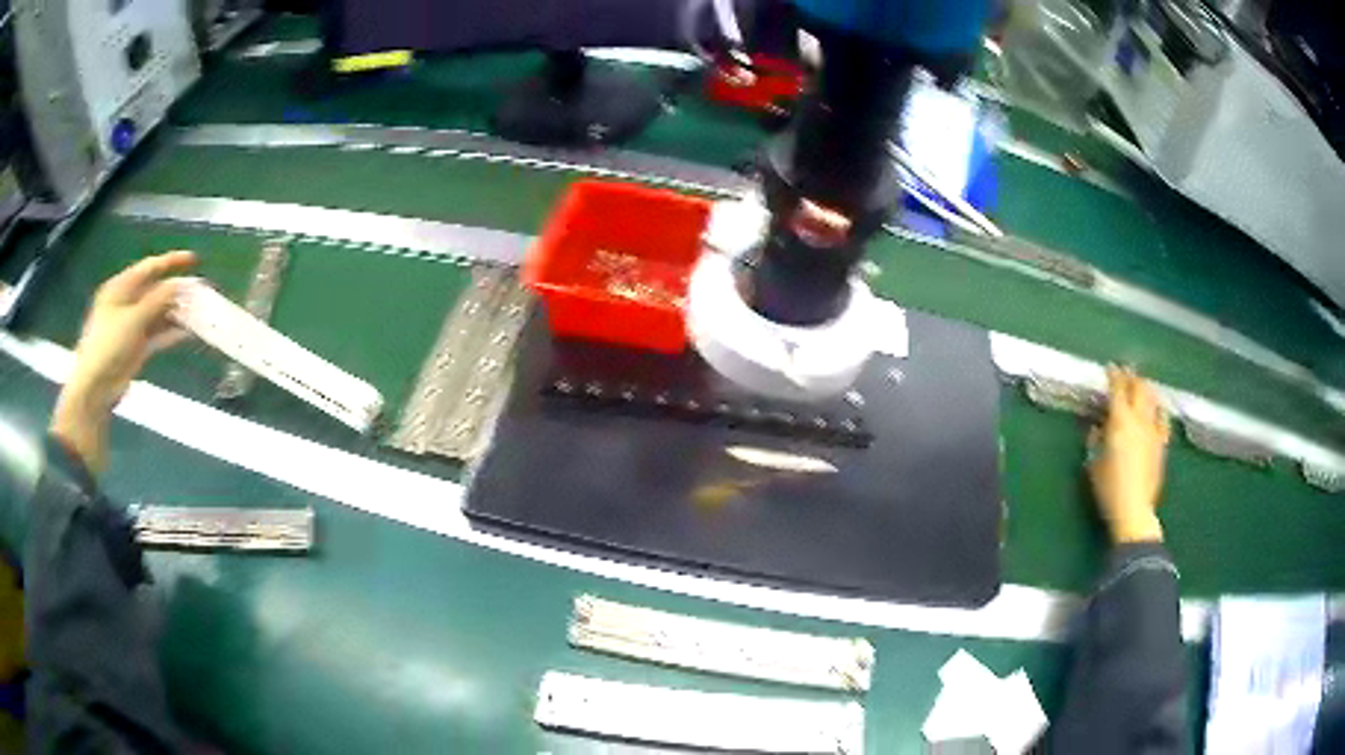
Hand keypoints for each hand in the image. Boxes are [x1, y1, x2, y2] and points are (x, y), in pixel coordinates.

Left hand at [50, 251, 196, 472]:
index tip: (194, 260)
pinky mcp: (137, 347)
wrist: (95, 387)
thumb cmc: (108, 345)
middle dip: (177, 291)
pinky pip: (157, 335)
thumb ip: (157, 300)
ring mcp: (132, 326)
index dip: (172, 261)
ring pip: (158, 314)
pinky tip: (187, 333)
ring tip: (198, 313)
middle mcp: (127, 303)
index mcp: (121, 287)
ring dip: (177, 313)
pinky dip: (171, 333)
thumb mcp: (132, 319)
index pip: (150, 267)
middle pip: (155, 291)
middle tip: (200, 292)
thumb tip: (180, 285)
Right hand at [1087, 366, 1170, 544]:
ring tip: (1142, 385)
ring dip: (1146, 389)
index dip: (1114, 375)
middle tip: (1126, 373)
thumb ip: (1095, 440)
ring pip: (1152, 399)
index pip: (1118, 389)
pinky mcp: (1161, 444)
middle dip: (1132, 377)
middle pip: (1138, 388)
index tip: (1110, 367)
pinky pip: (1163, 419)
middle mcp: (1138, 420)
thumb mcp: (1093, 463)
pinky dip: (1159, 409)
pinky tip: (1158, 409)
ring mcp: (1153, 431)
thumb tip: (1098, 427)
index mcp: (1119, 421)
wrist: (1134, 510)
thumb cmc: (1108, 488)